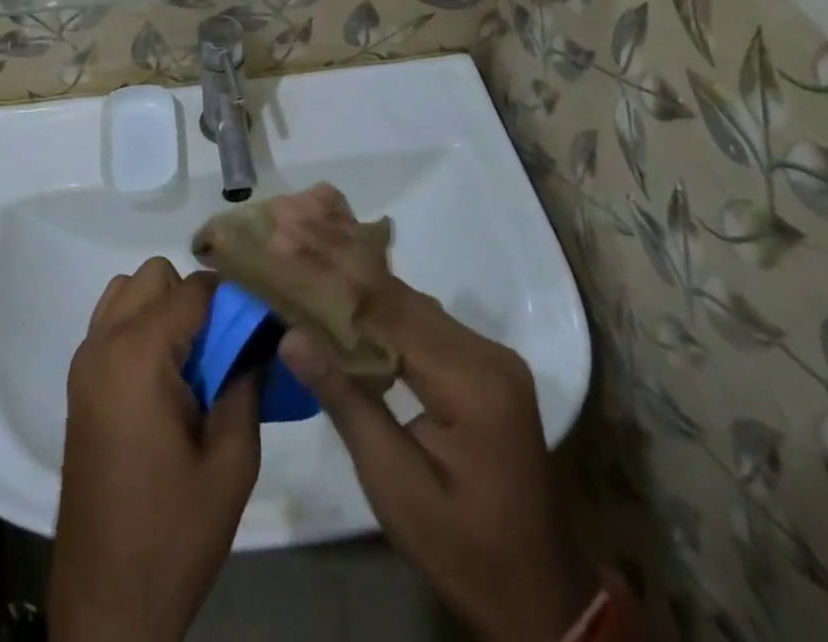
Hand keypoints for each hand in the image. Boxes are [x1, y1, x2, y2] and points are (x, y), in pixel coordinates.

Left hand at [51, 258, 260, 641]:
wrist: (106, 601)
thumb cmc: (173, 534)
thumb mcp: (231, 464)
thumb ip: (246, 385)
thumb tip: (256, 338)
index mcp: (139, 355)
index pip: (194, 288)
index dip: (232, 299)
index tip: (258, 324)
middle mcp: (104, 342)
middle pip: (156, 276)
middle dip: (194, 299)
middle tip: (223, 350)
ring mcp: (84, 360)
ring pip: (128, 290)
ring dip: (162, 308)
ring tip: (192, 361)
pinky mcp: (78, 382)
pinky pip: (109, 321)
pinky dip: (138, 325)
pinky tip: (163, 376)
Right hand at [281, 263, 598, 641]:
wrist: (543, 601)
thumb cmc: (465, 552)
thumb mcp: (395, 486)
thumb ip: (346, 401)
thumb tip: (292, 335)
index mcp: (472, 380)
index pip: (389, 309)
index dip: (332, 273)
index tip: (284, 241)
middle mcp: (486, 352)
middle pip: (400, 296)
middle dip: (340, 262)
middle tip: (288, 226)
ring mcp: (489, 357)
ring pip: (410, 303)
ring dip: (357, 278)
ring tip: (306, 244)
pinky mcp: (483, 367)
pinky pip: (423, 323)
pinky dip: (380, 305)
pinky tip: (345, 288)